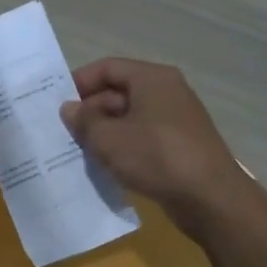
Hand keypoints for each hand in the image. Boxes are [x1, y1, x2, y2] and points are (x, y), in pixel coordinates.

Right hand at [61, 57, 249, 235]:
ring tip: (80, 151)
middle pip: (119, 92)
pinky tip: (106, 166)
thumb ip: (84, 121)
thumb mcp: (109, 139)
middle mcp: (167, 92)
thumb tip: (70, 109)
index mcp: (152, 78)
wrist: (211, 198)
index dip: (79, 82)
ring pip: (130, 117)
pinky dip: (123, 147)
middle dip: (90, 111)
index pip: (107, 68)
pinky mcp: (181, 146)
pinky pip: (143, 138)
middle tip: (64, 133)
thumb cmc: (157, 156)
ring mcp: (176, 120)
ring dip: (105, 132)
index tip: (56, 103)